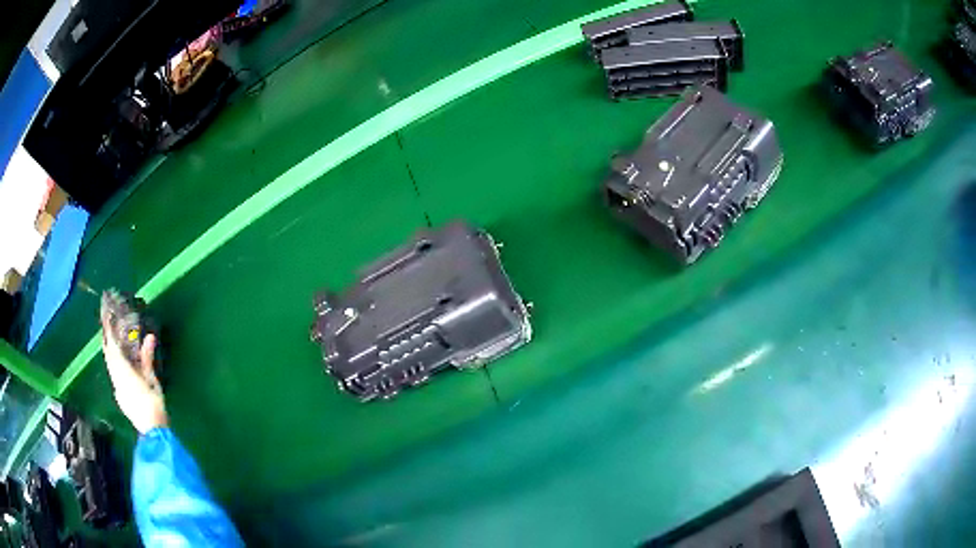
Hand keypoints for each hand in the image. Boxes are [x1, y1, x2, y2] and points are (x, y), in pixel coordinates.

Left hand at [101, 325, 167, 433]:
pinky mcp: (121, 398)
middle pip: (109, 358)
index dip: (109, 333)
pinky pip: (114, 377)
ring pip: (110, 368)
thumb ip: (147, 358)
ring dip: (110, 355)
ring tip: (111, 345)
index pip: (113, 348)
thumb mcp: (152, 380)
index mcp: (123, 372)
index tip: (107, 320)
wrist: (152, 431)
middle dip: (107, 343)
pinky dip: (114, 367)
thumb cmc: (153, 404)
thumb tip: (149, 337)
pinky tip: (119, 368)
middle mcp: (117, 379)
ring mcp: (118, 390)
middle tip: (107, 329)